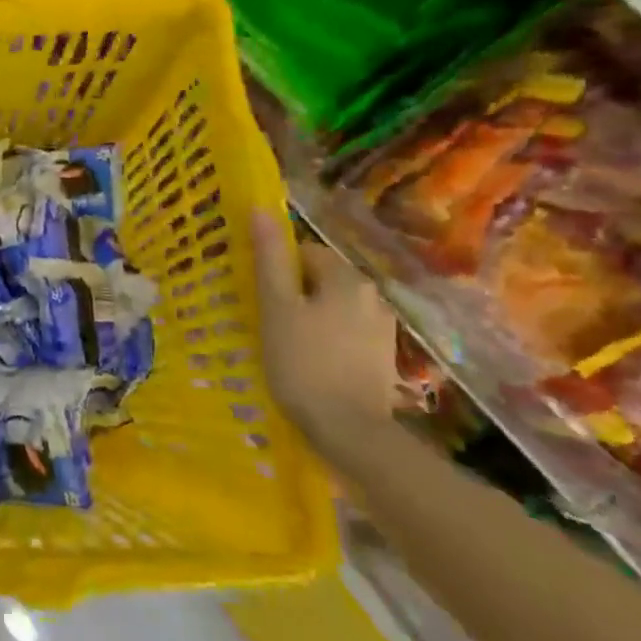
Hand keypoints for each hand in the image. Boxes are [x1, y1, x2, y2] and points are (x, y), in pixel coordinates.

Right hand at [252, 211, 397, 450]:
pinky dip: (324, 339)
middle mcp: (372, 296)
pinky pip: (344, 332)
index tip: (258, 297)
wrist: (349, 431)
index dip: (276, 271)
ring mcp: (381, 328)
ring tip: (284, 345)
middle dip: (292, 294)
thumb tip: (261, 210)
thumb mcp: (276, 306)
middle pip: (319, 279)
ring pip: (331, 307)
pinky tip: (308, 362)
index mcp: (348, 278)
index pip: (303, 253)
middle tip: (266, 321)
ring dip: (308, 317)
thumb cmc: (303, 362)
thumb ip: (270, 258)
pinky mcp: (381, 356)